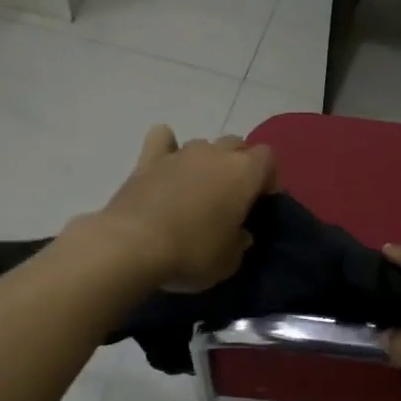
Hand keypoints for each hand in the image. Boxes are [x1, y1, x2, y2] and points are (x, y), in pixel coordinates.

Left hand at [90, 126, 277, 290]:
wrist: (132, 246)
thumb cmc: (192, 253)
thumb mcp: (230, 261)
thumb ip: (240, 241)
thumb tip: (239, 233)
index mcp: (244, 172)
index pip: (268, 158)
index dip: (267, 178)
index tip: (260, 203)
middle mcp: (215, 153)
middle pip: (236, 145)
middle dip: (238, 165)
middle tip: (230, 198)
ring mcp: (180, 153)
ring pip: (203, 144)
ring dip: (205, 161)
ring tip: (197, 190)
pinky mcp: (148, 160)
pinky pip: (162, 139)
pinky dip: (167, 147)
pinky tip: (165, 165)